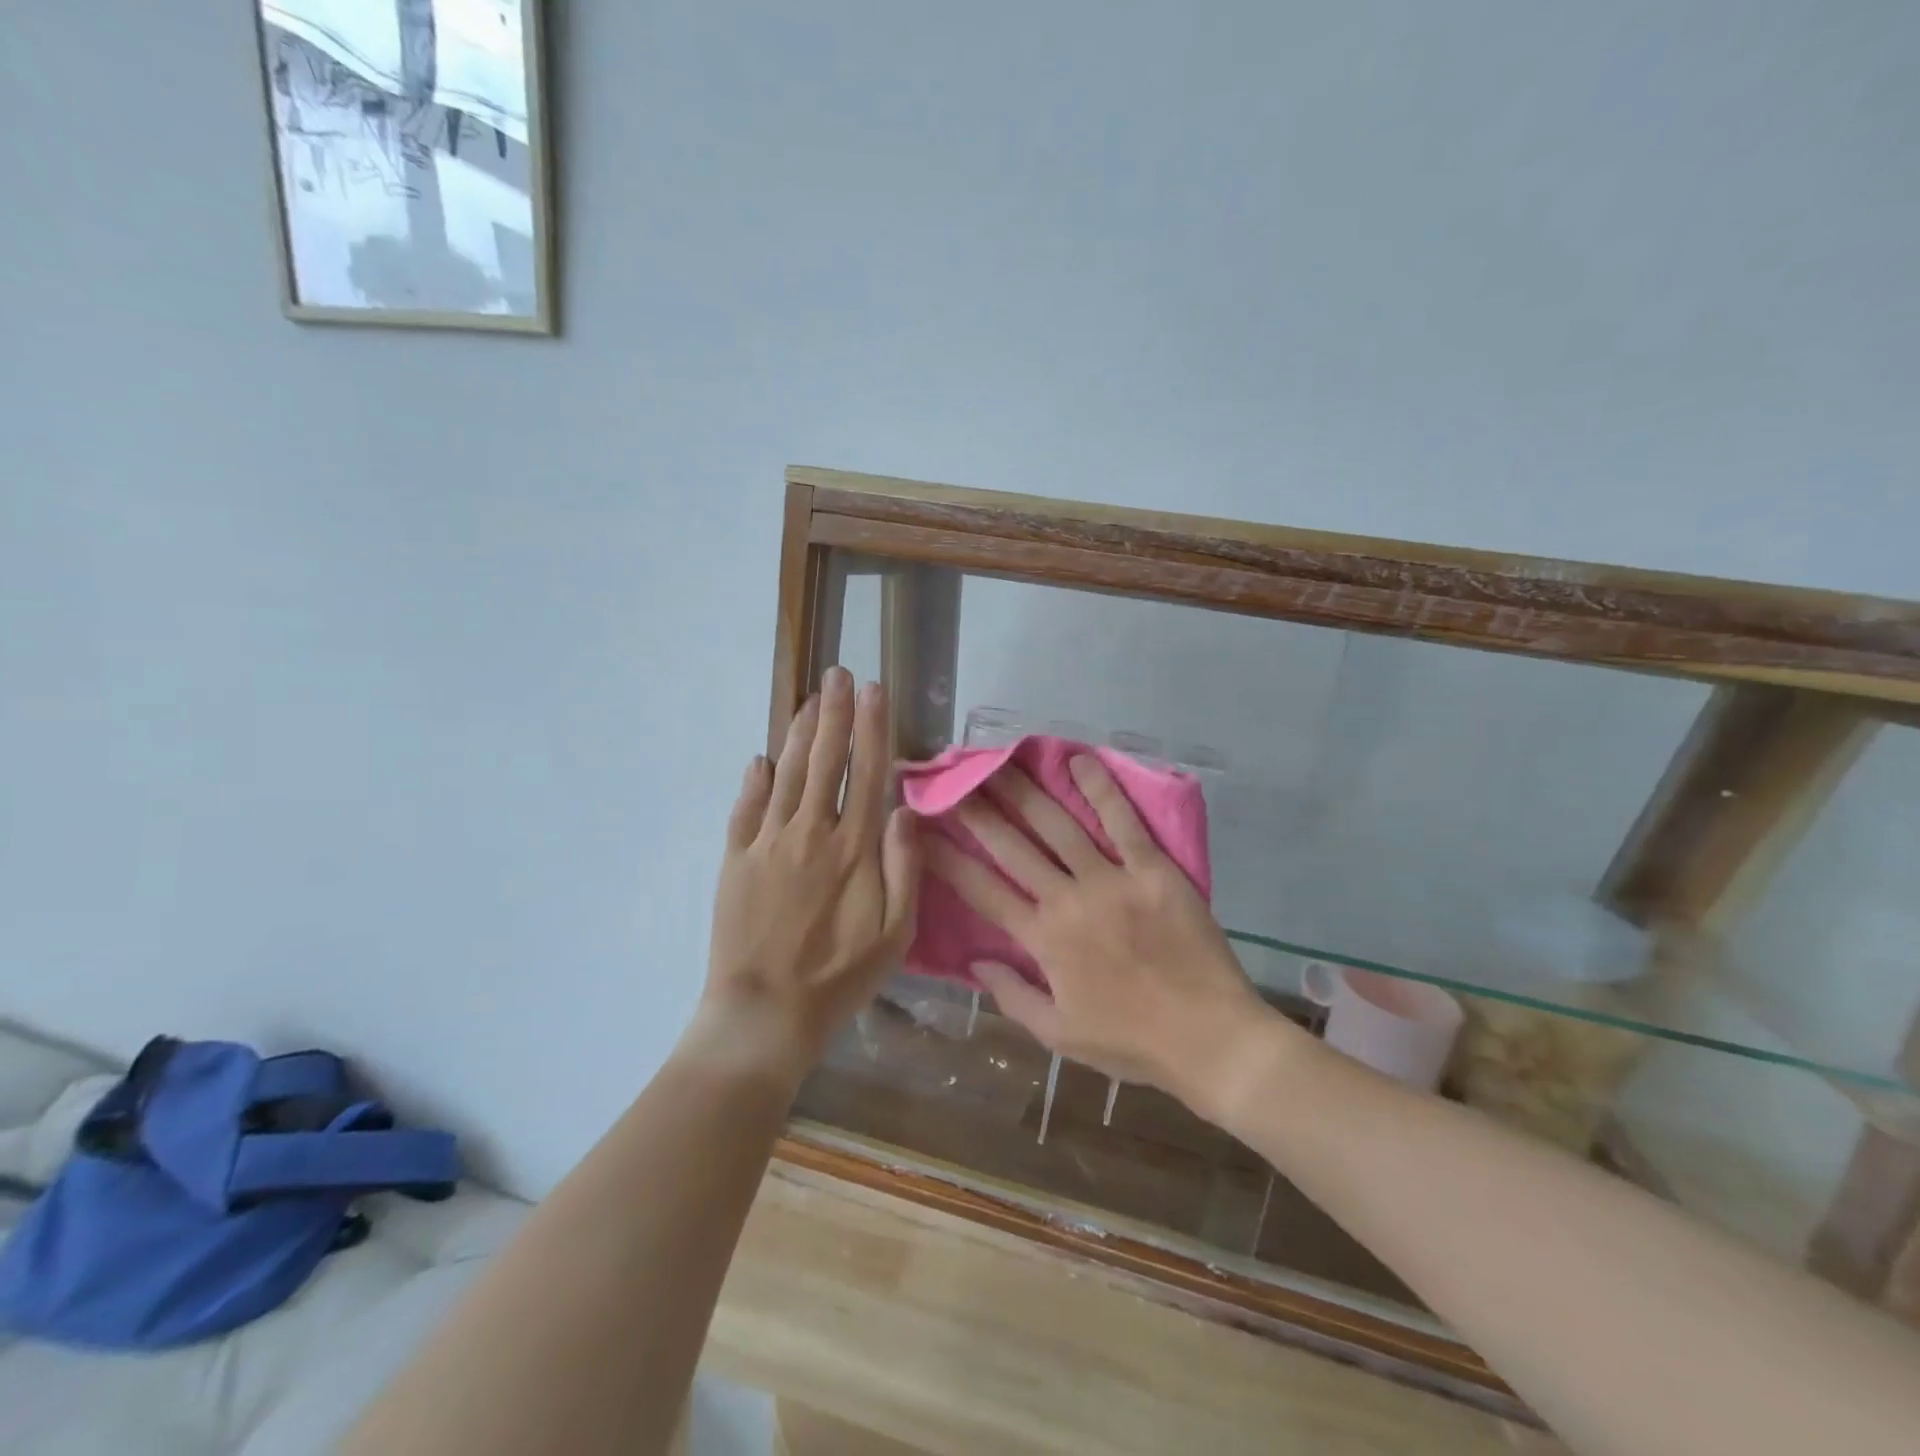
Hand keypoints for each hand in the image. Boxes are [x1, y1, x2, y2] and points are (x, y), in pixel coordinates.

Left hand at [699, 668, 919, 1083]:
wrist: (764, 1013)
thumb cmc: (840, 978)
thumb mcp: (896, 934)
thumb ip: (905, 868)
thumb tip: (906, 810)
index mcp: (854, 848)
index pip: (868, 772)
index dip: (873, 727)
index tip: (874, 689)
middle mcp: (811, 832)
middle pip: (825, 760)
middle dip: (834, 712)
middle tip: (837, 674)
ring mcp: (768, 842)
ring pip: (787, 773)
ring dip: (800, 733)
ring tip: (809, 698)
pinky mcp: (735, 859)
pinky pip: (745, 807)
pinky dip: (755, 779)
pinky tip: (762, 757)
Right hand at [925, 753, 1271, 1111]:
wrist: (1210, 1039)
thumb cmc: (1132, 1043)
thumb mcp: (1060, 1036)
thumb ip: (1013, 996)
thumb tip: (975, 963)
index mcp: (1043, 940)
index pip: (983, 890)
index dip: (948, 859)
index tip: (924, 832)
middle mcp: (1069, 900)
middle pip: (1014, 846)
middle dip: (978, 811)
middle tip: (955, 780)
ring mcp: (1112, 881)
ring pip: (1060, 826)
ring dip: (1027, 791)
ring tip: (1001, 763)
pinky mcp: (1154, 870)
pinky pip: (1124, 823)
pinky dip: (1101, 790)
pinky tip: (1080, 761)